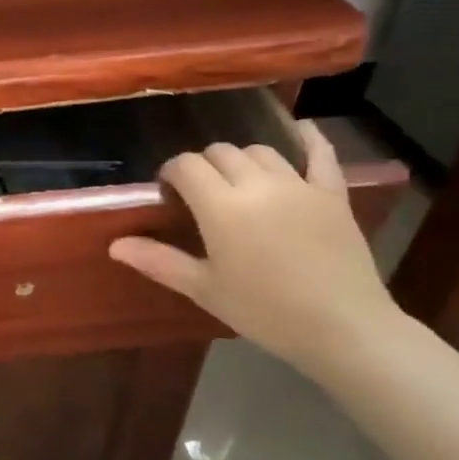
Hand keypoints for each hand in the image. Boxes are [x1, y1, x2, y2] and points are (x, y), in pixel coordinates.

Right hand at [108, 122, 399, 364]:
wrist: (344, 329)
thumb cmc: (265, 311)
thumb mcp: (205, 289)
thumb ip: (159, 261)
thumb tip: (114, 245)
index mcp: (221, 206)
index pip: (186, 166)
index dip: (172, 173)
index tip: (169, 194)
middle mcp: (257, 184)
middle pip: (220, 152)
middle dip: (204, 166)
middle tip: (202, 195)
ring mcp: (299, 186)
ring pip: (260, 151)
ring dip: (242, 160)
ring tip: (239, 184)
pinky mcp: (333, 195)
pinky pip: (321, 155)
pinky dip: (309, 139)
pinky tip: (301, 130)